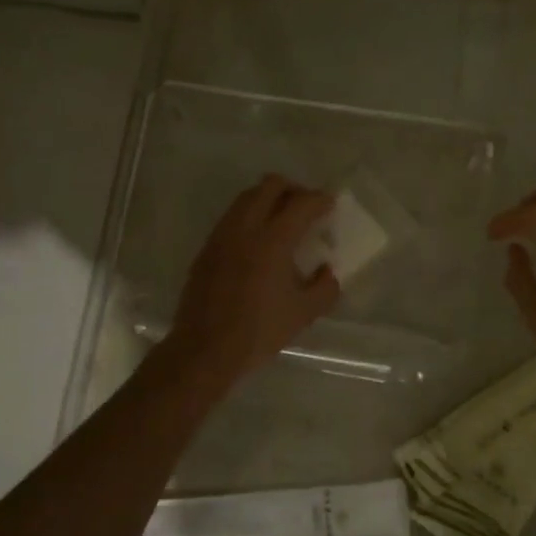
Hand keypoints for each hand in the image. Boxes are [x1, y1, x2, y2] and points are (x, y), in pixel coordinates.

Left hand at [164, 174, 340, 389]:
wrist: (204, 350)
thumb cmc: (258, 332)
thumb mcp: (303, 314)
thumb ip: (324, 288)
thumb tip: (327, 271)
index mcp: (272, 241)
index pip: (301, 203)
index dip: (320, 199)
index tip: (330, 204)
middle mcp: (245, 228)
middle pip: (270, 186)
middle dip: (293, 190)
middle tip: (306, 208)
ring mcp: (221, 236)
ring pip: (247, 198)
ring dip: (269, 200)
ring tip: (283, 222)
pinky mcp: (207, 249)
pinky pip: (232, 217)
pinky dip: (250, 217)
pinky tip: (258, 243)